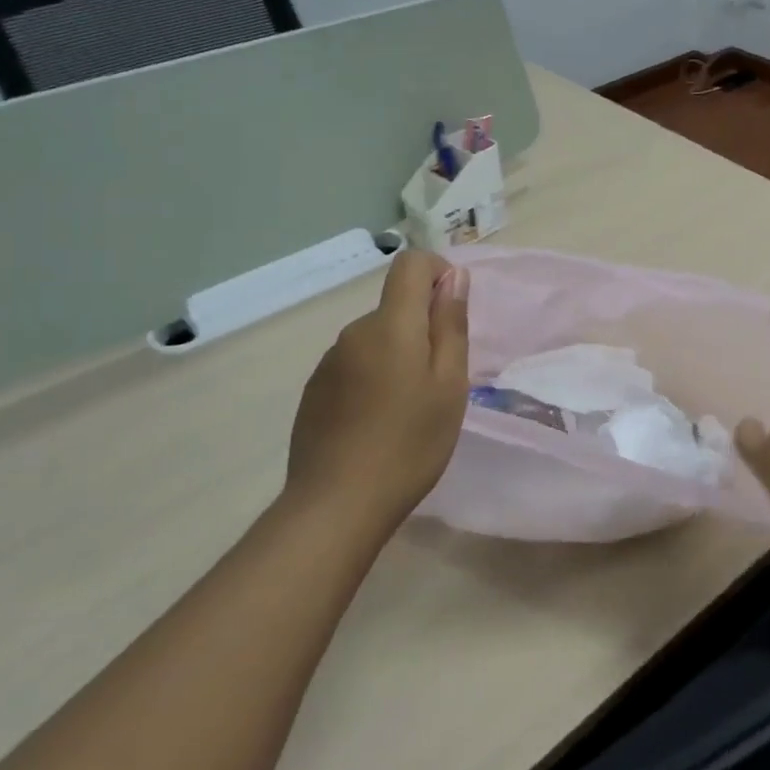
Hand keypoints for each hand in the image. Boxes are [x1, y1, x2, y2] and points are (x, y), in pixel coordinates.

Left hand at [285, 250, 470, 536]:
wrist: (337, 505)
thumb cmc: (409, 442)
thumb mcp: (449, 384)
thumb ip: (450, 325)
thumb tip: (454, 277)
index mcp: (390, 325)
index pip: (410, 265)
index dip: (437, 273)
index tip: (453, 311)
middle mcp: (354, 333)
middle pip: (395, 306)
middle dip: (422, 327)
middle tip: (441, 381)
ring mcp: (329, 362)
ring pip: (376, 339)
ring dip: (398, 355)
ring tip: (409, 409)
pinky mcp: (315, 391)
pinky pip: (354, 365)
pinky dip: (374, 378)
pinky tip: (378, 423)